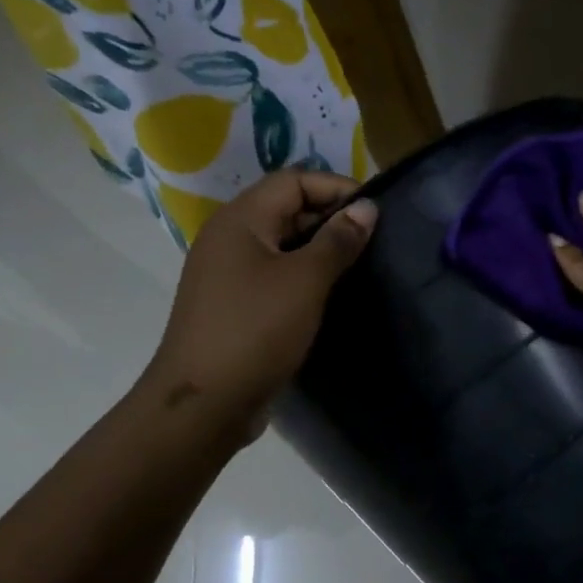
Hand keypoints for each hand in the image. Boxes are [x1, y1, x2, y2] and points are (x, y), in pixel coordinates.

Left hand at [142, 169, 375, 442]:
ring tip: (362, 267)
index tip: (376, 211)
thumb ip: (337, 242)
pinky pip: (276, 277)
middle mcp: (230, 239)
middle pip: (286, 210)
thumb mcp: (304, 282)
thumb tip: (366, 208)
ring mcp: (230, 275)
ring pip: (282, 246)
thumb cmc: (255, 332)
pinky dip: (305, 279)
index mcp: (240, 220)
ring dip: (321, 251)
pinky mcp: (236, 307)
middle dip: (331, 218)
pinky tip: (333, 297)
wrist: (206, 402)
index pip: (292, 180)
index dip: (336, 187)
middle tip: (376, 241)